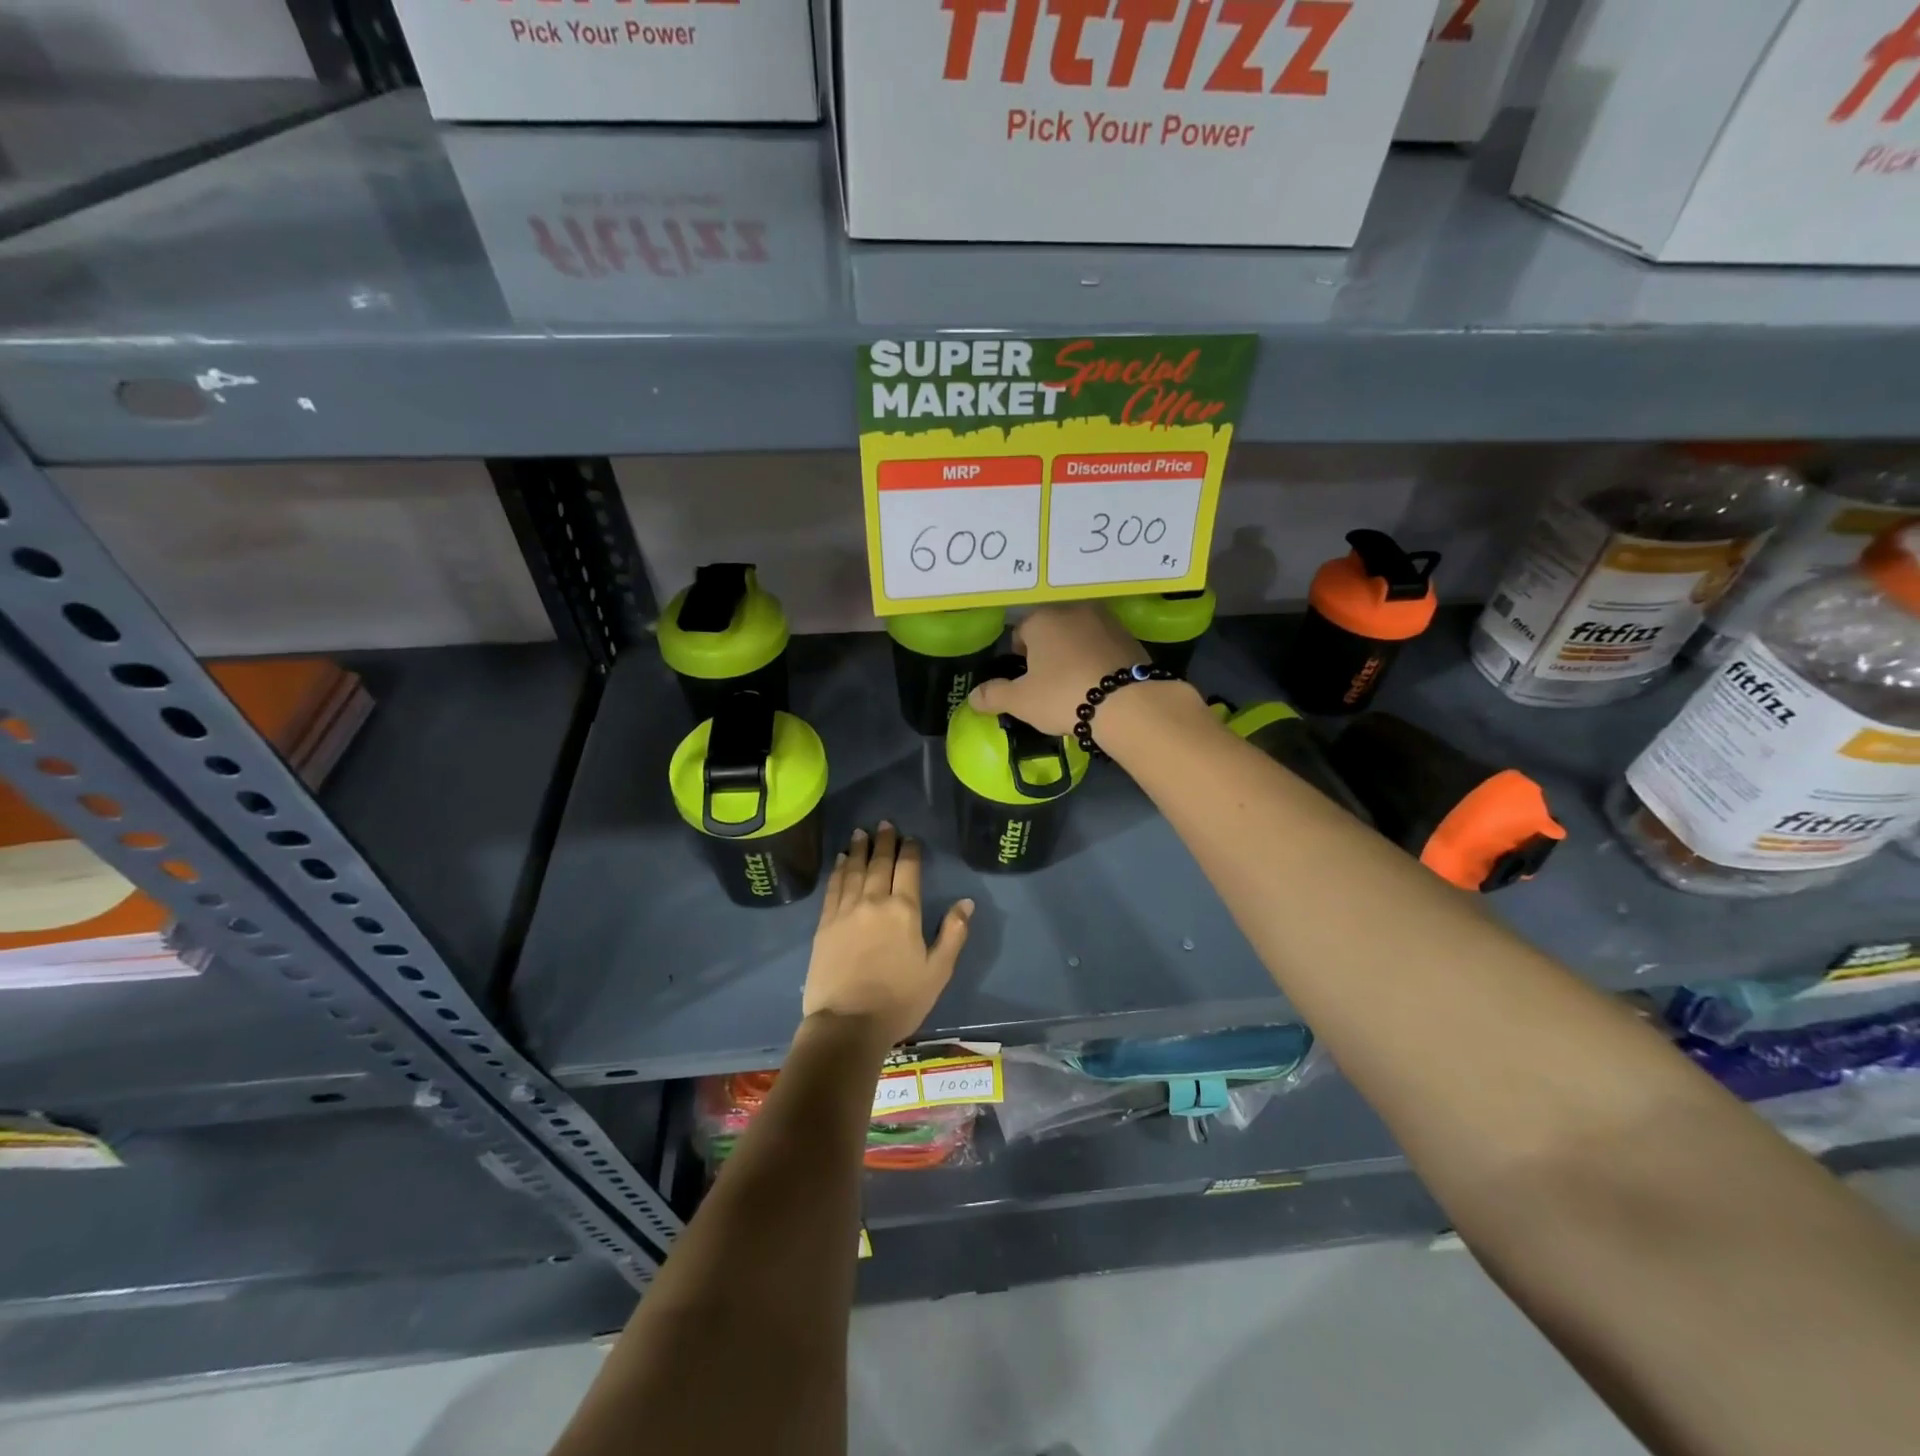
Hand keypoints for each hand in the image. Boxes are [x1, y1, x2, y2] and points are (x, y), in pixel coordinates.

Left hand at [802, 823, 972, 1049]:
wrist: (847, 1024)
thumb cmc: (899, 1000)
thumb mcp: (938, 971)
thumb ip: (953, 934)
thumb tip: (966, 902)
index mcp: (904, 910)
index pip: (908, 868)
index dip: (910, 850)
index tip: (910, 837)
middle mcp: (874, 901)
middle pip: (879, 862)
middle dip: (883, 841)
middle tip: (884, 824)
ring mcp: (845, 910)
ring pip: (853, 869)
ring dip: (858, 849)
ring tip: (859, 833)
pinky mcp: (824, 924)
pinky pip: (833, 887)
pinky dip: (837, 870)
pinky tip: (839, 861)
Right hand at [967, 603, 1141, 734]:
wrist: (1129, 704)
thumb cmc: (1064, 695)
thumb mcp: (1021, 701)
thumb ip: (994, 695)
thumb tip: (973, 696)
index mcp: (1043, 618)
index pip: (1020, 632)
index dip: (1018, 658)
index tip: (1024, 681)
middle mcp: (1074, 610)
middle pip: (1051, 630)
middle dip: (1047, 653)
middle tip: (1048, 685)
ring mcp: (1107, 621)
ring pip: (1079, 636)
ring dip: (1073, 654)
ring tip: (1075, 686)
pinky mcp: (1131, 637)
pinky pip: (1103, 647)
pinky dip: (1097, 660)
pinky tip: (1099, 684)